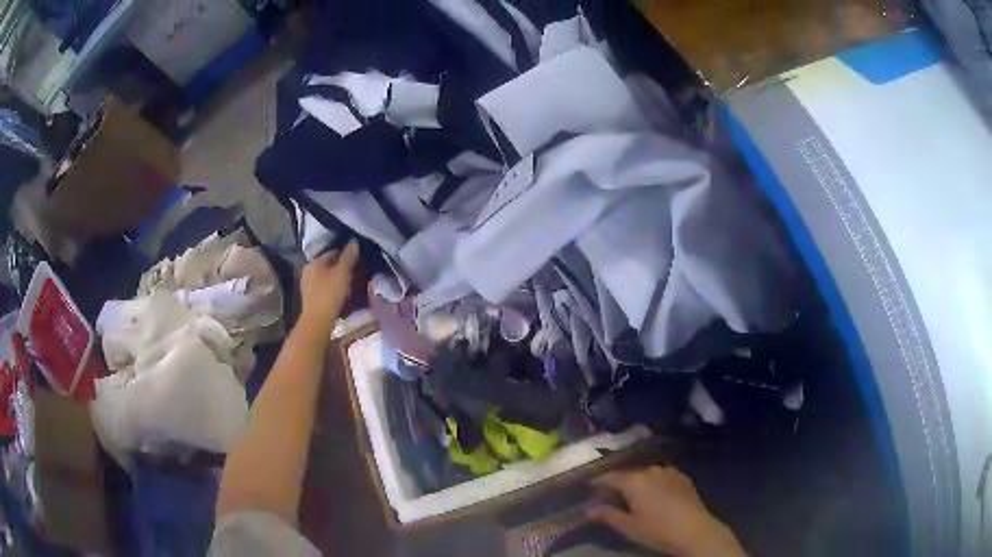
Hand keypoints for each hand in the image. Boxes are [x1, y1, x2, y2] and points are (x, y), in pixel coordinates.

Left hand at [298, 241, 358, 336]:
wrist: (318, 321)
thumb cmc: (330, 294)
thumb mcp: (342, 273)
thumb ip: (349, 257)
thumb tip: (354, 241)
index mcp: (314, 262)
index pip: (333, 252)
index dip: (346, 255)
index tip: (358, 261)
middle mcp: (308, 271)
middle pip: (329, 265)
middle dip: (342, 268)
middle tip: (356, 273)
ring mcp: (307, 285)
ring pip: (327, 277)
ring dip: (338, 279)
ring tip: (351, 285)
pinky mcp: (310, 298)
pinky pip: (324, 288)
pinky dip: (333, 288)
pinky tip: (341, 295)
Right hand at [588, 466, 746, 556]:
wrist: (693, 529)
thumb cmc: (657, 530)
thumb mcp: (628, 526)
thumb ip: (608, 514)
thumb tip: (588, 508)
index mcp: (634, 481)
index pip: (611, 476)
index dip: (599, 481)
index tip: (590, 487)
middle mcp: (651, 471)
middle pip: (630, 473)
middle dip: (619, 481)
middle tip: (610, 493)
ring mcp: (669, 472)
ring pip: (647, 473)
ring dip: (637, 480)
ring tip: (632, 493)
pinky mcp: (682, 477)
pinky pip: (662, 475)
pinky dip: (654, 481)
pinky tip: (655, 492)